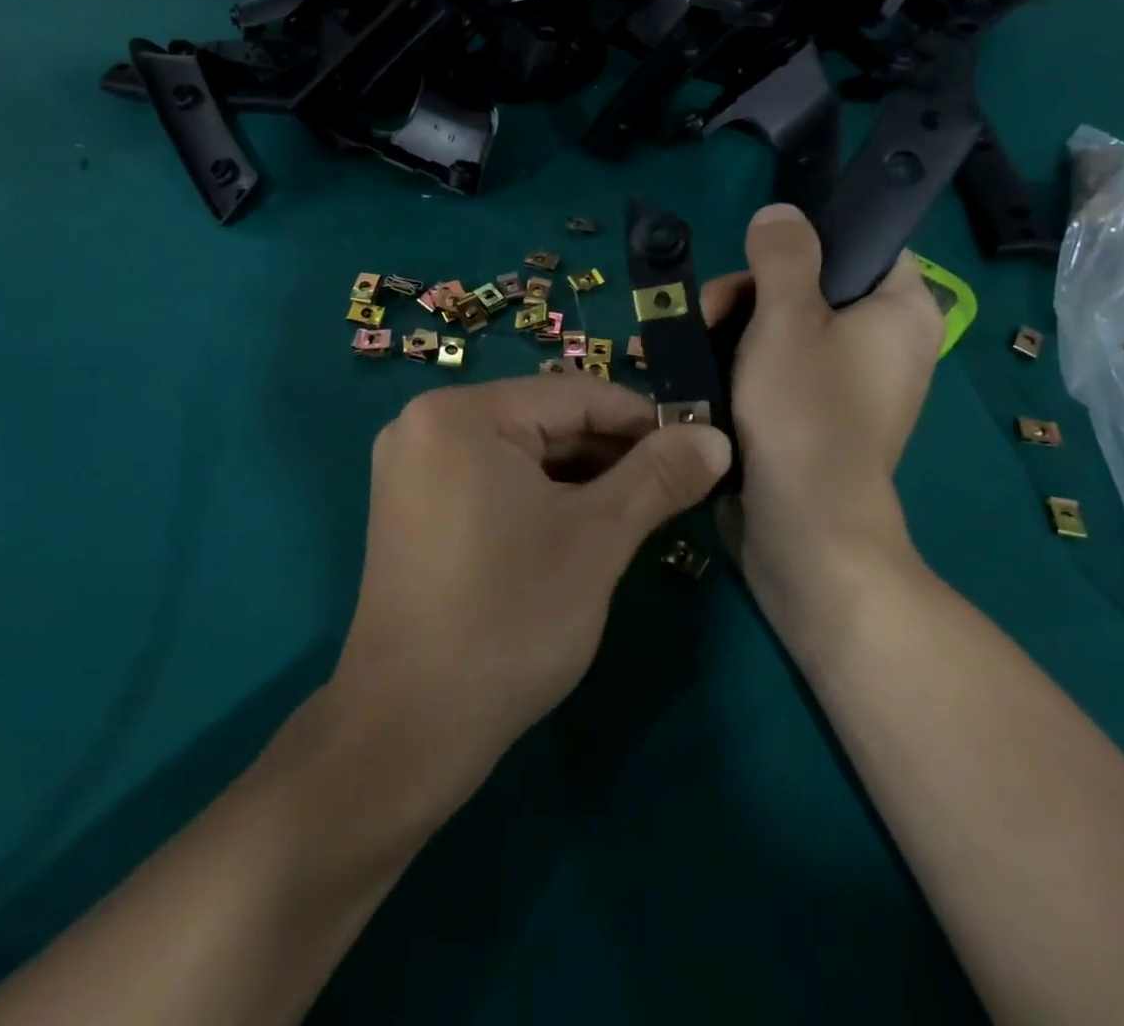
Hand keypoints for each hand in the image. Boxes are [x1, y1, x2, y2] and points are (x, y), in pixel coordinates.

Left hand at [327, 375, 730, 818]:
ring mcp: (412, 467)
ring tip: (639, 510)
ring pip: (520, 453)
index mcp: (460, 414)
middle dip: (612, 453)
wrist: (408, 727)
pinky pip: (491, 480)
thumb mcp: (597, 540)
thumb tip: (715, 437)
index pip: (573, 396)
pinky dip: (541, 497)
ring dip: (582, 478)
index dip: (642, 420)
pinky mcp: (411, 507)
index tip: (697, 447)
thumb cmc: (509, 619)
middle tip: (674, 487)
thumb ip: (659, 476)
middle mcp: (425, 424)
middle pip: (544, 421)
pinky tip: (582, 527)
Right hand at [704, 204, 943, 624]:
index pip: (868, 245)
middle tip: (711, 312)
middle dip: (753, 293)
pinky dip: (744, 366)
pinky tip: (705, 374)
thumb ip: (784, 254)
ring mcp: (849, 384)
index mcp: (902, 311)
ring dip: (736, 330)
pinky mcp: (817, 416)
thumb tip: (781, 214)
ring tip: (694, 348)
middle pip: (814, 286)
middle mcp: (886, 344)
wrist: (803, 528)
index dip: (814, 240)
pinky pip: (780, 370)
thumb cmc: (804, 411)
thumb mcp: (786, 317)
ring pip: (787, 329)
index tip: (761, 258)